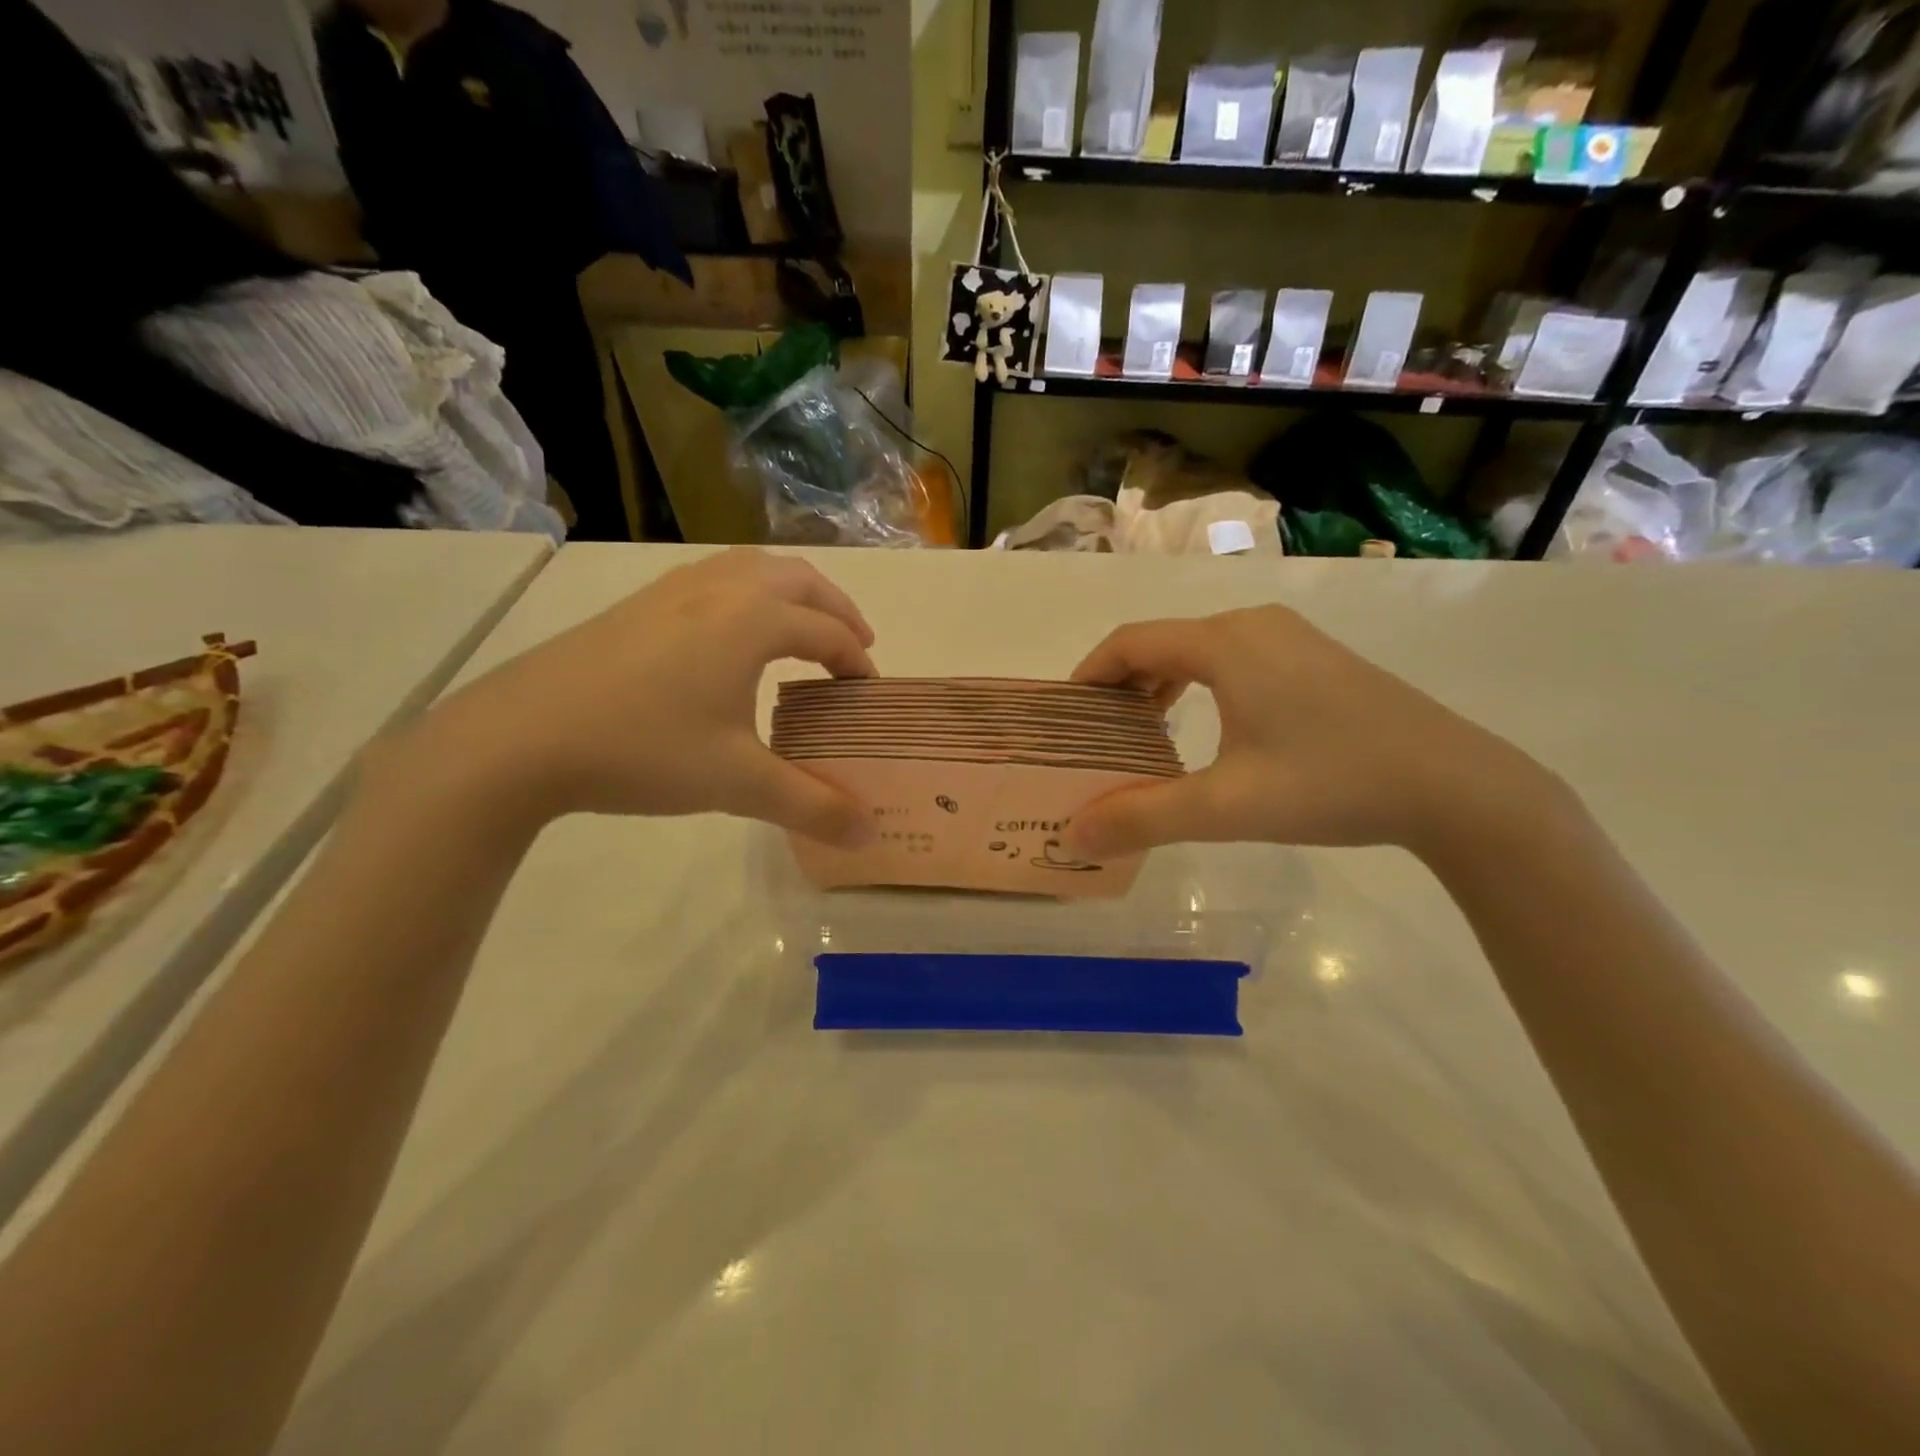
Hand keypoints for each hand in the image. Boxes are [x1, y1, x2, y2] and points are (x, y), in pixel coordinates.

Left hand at [399, 549, 878, 843]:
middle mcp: (721, 588)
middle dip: (836, 609)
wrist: (520, 736)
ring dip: (792, 592)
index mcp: (754, 620)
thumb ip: (812, 806)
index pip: (828, 631)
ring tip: (801, 630)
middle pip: (800, 580)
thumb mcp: (737, 784)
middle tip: (854, 647)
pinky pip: (715, 577)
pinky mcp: (639, 603)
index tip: (867, 694)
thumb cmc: (644, 749)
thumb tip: (870, 834)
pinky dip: (748, 592)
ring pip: (753, 568)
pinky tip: (731, 634)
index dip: (857, 662)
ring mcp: (674, 589)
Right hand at [1063, 606, 1551, 858]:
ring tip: (1144, 732)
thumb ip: (1143, 817)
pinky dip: (1202, 684)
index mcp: (1225, 644)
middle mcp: (1254, 625)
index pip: (1130, 641)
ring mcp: (1292, 637)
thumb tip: (1076, 834)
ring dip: (1162, 684)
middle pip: (1163, 641)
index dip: (1089, 673)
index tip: (1065, 714)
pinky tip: (1208, 728)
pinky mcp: (1318, 658)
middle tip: (1099, 733)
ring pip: (1201, 649)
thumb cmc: (1332, 784)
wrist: (1457, 787)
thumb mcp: (1227, 807)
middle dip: (1122, 683)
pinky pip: (1236, 658)